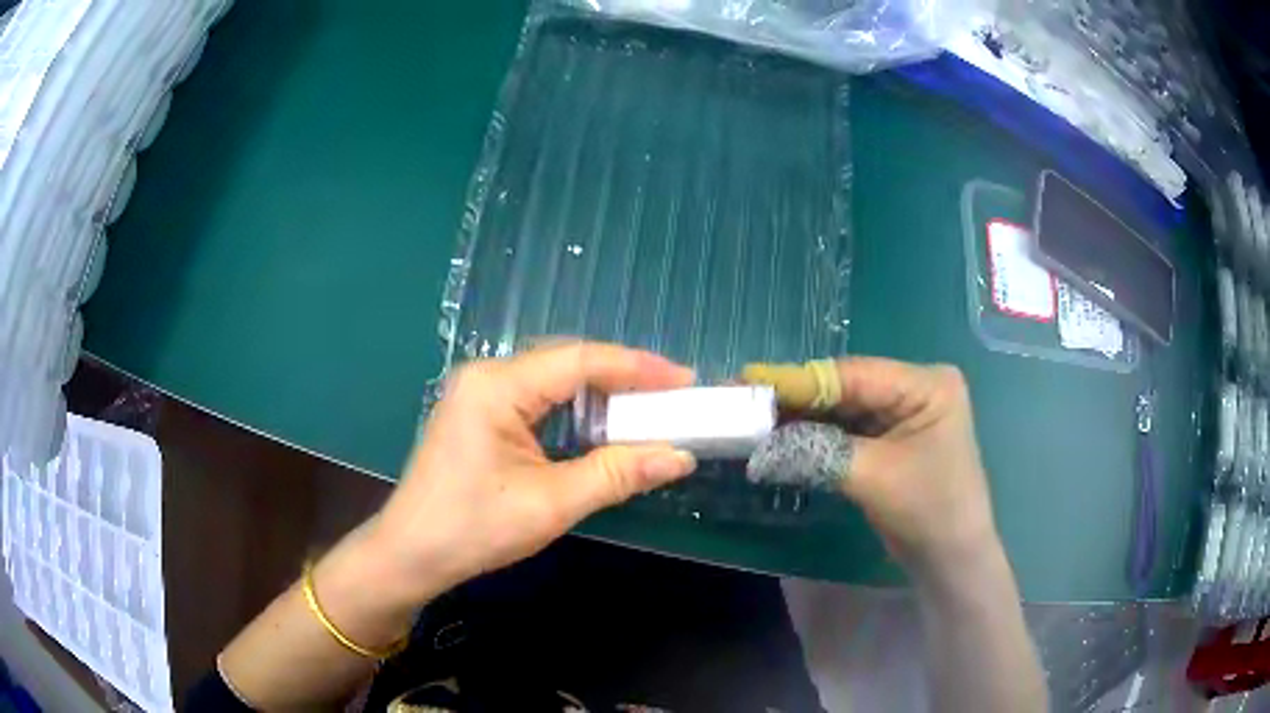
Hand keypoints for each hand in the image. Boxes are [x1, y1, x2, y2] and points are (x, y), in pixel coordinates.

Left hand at [370, 341, 697, 602]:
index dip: (637, 367)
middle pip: (567, 363)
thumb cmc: (474, 528)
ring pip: (553, 380)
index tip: (685, 380)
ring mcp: (479, 393)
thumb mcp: (551, 504)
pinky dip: (574, 409)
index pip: (579, 360)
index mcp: (497, 386)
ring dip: (600, 393)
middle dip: (622, 377)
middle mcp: (487, 376)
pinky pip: (537, 399)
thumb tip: (680, 456)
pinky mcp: (479, 414)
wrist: (411, 554)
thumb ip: (617, 474)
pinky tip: (600, 424)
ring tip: (647, 407)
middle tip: (672, 396)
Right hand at [746, 359, 996, 573]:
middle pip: (847, 388)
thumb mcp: (873, 477)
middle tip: (745, 398)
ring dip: (802, 418)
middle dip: (798, 398)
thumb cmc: (928, 511)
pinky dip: (816, 436)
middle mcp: (915, 388)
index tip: (751, 380)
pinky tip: (781, 436)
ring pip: (842, 408)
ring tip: (753, 417)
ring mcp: (903, 413)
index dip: (801, 380)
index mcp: (926, 383)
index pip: (855, 375)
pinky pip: (847, 430)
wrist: (950, 559)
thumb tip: (761, 442)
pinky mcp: (890, 437)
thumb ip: (818, 451)